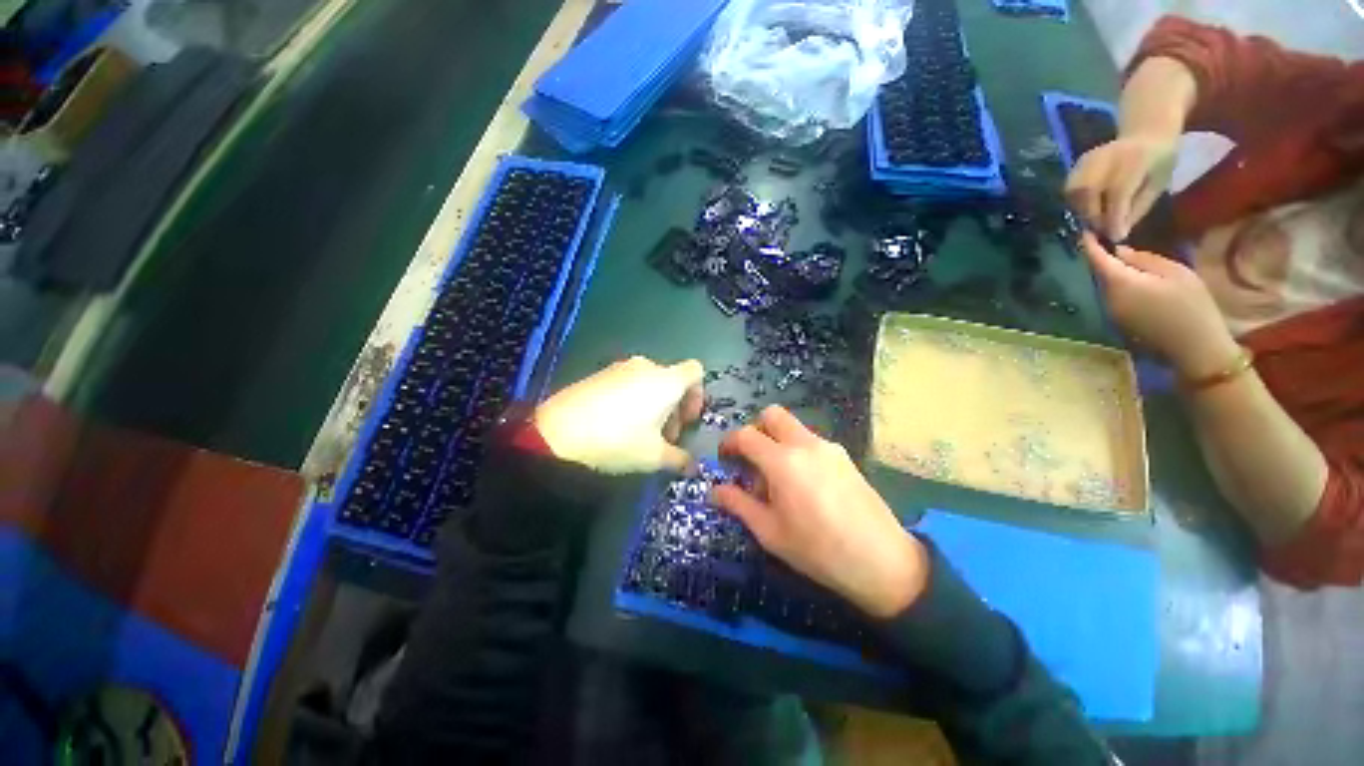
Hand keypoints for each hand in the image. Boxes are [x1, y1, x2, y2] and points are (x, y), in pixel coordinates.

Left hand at [534, 356, 703, 473]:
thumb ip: (679, 459)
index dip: (697, 396)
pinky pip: (626, 383)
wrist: (557, 433)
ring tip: (640, 434)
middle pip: (672, 380)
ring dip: (653, 405)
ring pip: (649, 383)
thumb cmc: (618, 440)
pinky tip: (616, 425)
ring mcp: (619, 367)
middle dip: (674, 408)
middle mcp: (646, 366)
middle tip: (665, 437)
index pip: (695, 372)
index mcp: (666, 380)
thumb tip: (692, 466)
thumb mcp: (653, 457)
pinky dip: (632, 400)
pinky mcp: (598, 374)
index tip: (686, 421)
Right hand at [711, 406, 927, 618]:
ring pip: (793, 427)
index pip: (746, 435)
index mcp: (783, 462)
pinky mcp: (844, 456)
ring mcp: (828, 447)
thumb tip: (715, 491)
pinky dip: (797, 450)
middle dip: (755, 429)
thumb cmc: (818, 550)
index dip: (729, 443)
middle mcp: (805, 445)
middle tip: (751, 457)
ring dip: (777, 440)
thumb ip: (739, 505)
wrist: (883, 561)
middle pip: (772, 415)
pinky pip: (811, 441)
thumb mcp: (770, 532)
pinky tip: (803, 484)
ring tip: (778, 479)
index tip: (724, 459)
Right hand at [1065, 135, 1177, 240]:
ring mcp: (1088, 159)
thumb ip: (1138, 209)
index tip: (1116, 237)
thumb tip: (1117, 233)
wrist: (1147, 133)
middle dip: (1094, 215)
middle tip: (1104, 230)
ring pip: (1075, 192)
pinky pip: (1070, 190)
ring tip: (1096, 219)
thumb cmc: (1159, 163)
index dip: (1114, 217)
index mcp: (1135, 158)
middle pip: (1088, 191)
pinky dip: (1076, 204)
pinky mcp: (1077, 165)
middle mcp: (1107, 156)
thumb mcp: (1158, 185)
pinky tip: (1089, 208)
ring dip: (1082, 211)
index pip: (1118, 192)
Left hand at [1081, 232, 1239, 379]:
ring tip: (1117, 255)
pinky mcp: (1118, 323)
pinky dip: (1117, 286)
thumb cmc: (1191, 306)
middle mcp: (1106, 299)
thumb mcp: (1175, 273)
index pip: (1097, 259)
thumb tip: (1119, 252)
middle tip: (1104, 238)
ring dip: (1109, 272)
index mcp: (1119, 283)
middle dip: (1100, 257)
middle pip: (1099, 273)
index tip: (1084, 230)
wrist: (1195, 349)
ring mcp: (1110, 313)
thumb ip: (1143, 260)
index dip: (1089, 244)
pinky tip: (1129, 279)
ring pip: (1105, 286)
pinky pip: (1113, 298)